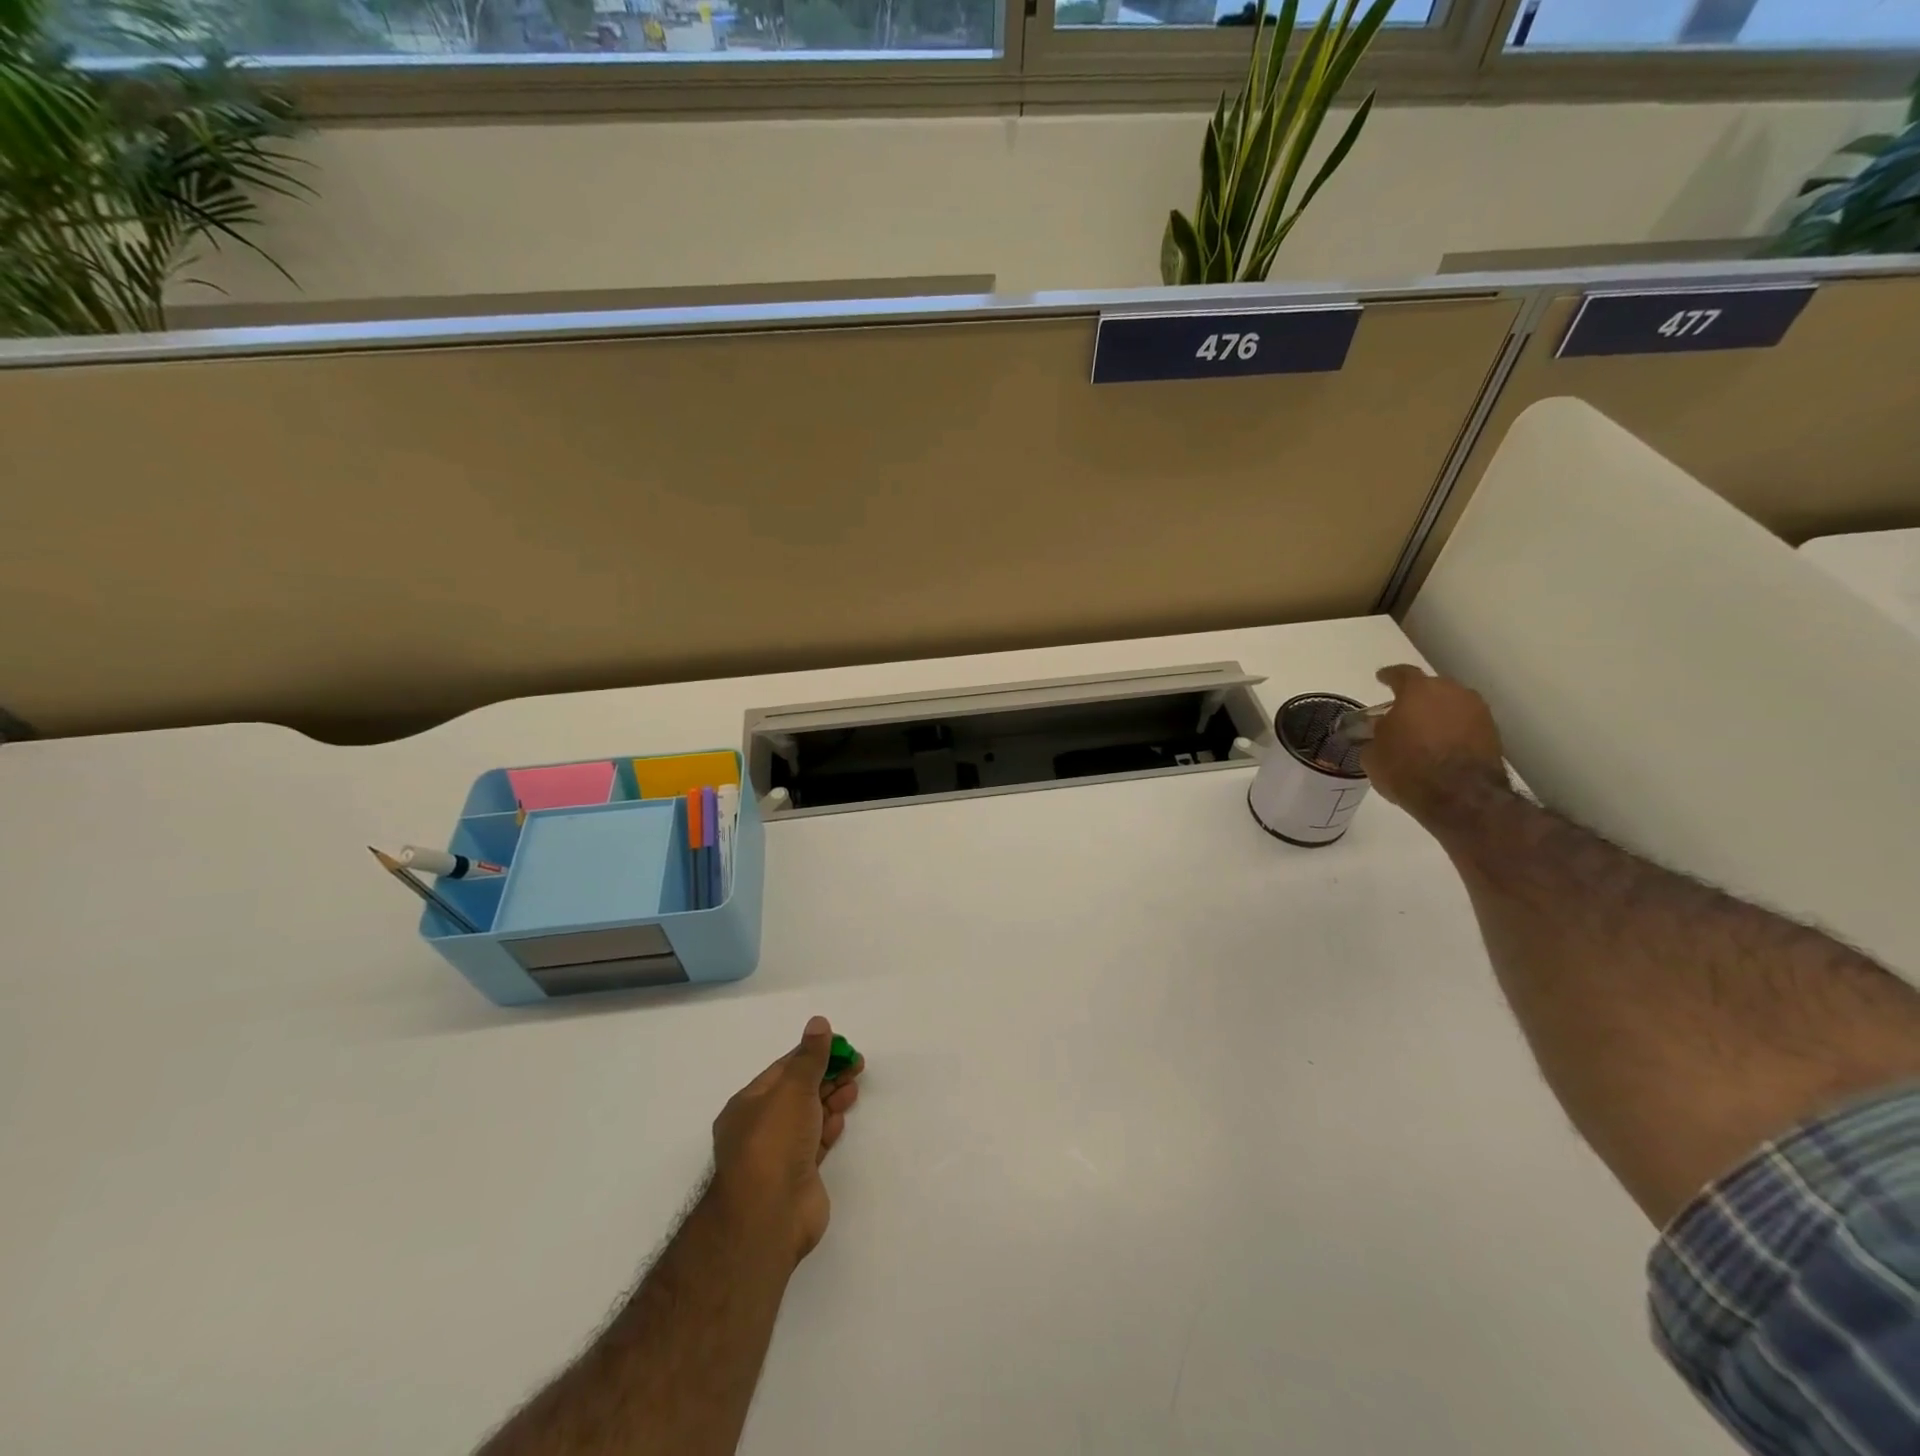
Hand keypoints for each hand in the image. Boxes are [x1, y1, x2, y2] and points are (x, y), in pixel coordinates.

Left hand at [709, 1016, 864, 1265]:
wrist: (769, 1216)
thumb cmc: (774, 1141)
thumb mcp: (792, 1089)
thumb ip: (809, 1057)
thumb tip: (818, 1022)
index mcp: (748, 1104)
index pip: (783, 1069)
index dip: (812, 1055)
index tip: (841, 1046)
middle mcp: (759, 1128)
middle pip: (798, 1092)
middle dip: (826, 1076)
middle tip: (856, 1065)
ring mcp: (778, 1155)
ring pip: (808, 1117)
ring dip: (831, 1099)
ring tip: (854, 1085)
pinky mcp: (798, 1178)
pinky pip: (815, 1143)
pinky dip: (829, 1127)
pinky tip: (841, 1118)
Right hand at [1359, 665, 1508, 823]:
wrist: (1461, 797)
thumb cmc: (1407, 768)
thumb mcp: (1373, 754)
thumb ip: (1376, 735)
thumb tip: (1381, 731)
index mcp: (1418, 690)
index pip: (1401, 674)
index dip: (1389, 676)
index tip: (1381, 678)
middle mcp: (1452, 692)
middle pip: (1431, 687)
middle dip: (1416, 698)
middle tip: (1402, 712)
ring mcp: (1478, 711)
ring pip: (1452, 705)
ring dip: (1438, 714)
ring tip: (1424, 732)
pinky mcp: (1494, 733)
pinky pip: (1466, 724)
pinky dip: (1454, 731)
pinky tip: (1442, 746)